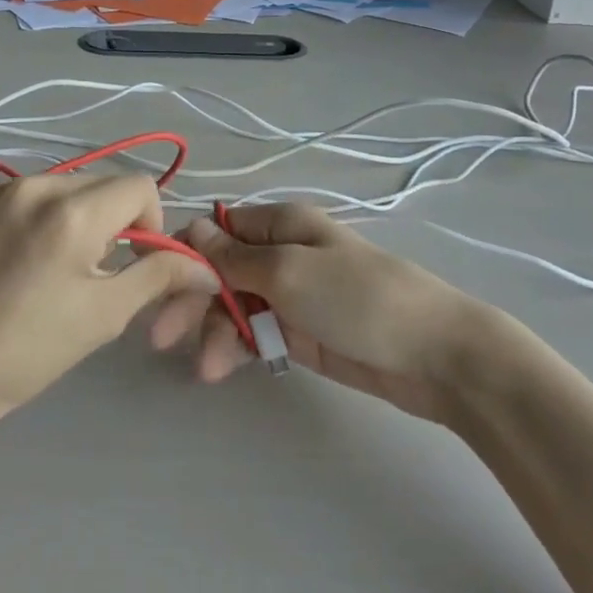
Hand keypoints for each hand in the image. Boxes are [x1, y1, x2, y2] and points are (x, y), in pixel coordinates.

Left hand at [0, 174, 211, 418]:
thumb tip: (203, 265)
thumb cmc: (25, 353)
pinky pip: (16, 193)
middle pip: (98, 183)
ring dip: (70, 216)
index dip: (151, 222)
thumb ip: (158, 276)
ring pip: (57, 186)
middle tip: (91, 270)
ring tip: (46, 266)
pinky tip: (8, 260)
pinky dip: (28, 216)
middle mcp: (32, 183)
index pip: (140, 186)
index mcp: (71, 211)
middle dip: (110, 219)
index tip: (132, 261)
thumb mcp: (103, 316)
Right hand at [151, 204, 486, 421]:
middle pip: (222, 271)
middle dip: (193, 299)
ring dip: (214, 330)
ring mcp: (292, 296)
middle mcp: (282, 254)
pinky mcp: (301, 333)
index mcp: (281, 225)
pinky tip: (221, 368)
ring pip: (234, 306)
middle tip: (161, 337)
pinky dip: (237, 347)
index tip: (157, 279)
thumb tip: (192, 228)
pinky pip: (255, 334)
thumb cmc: (358, 297)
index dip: (188, 251)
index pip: (220, 229)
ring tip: (206, 368)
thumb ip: (235, 256)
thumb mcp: (289, 270)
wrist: (436, 355)